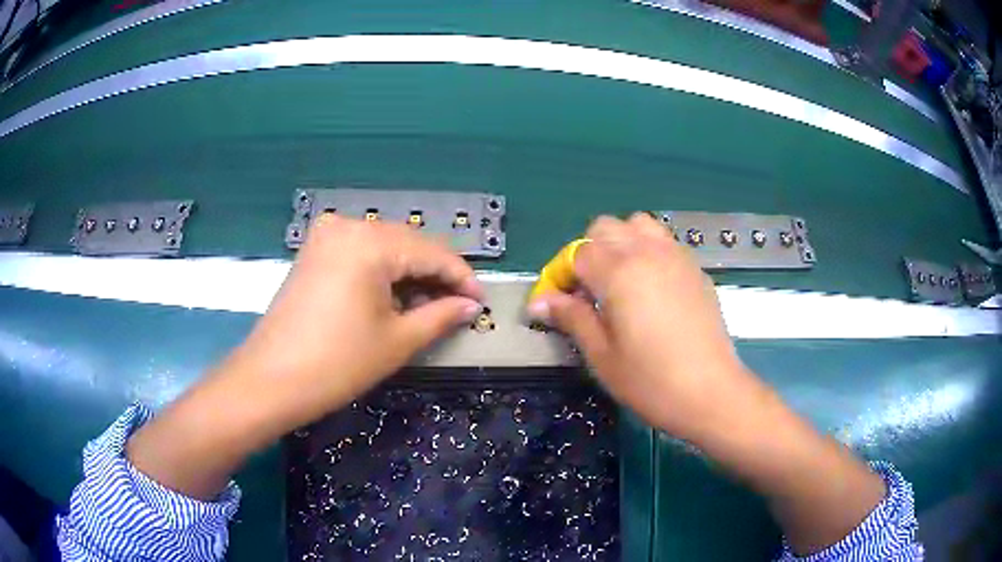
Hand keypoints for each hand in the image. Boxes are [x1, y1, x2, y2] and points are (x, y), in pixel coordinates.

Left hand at [128, 215, 482, 498]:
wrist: (270, 380)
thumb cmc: (337, 364)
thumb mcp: (398, 341)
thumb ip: (441, 315)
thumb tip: (471, 305)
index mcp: (371, 242)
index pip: (433, 252)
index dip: (462, 278)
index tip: (480, 302)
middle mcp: (348, 225)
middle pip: (408, 244)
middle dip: (436, 275)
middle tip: (457, 307)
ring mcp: (326, 236)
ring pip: (385, 248)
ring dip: (409, 274)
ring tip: (427, 307)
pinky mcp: (314, 252)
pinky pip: (360, 254)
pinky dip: (382, 273)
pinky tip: (393, 298)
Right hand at [526, 213, 764, 441]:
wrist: (710, 392)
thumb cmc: (650, 380)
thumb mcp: (601, 355)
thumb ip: (571, 318)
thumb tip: (539, 302)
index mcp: (618, 271)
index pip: (576, 254)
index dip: (561, 276)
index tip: (558, 304)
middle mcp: (647, 252)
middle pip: (605, 227)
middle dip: (588, 252)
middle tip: (588, 292)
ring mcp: (676, 256)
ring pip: (638, 225)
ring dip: (621, 243)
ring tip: (620, 280)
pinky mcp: (695, 268)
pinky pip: (664, 242)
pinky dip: (648, 251)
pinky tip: (651, 289)